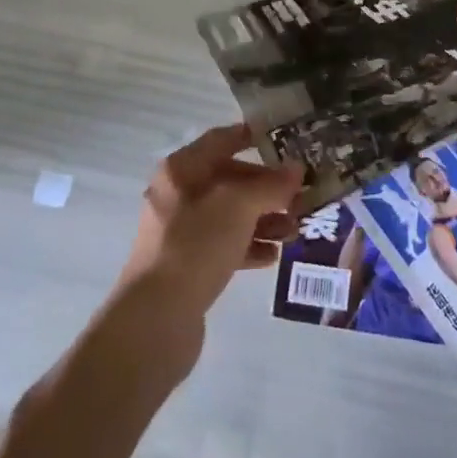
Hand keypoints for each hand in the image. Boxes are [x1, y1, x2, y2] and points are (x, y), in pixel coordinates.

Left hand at [116, 124, 303, 327]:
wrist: (155, 321)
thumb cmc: (196, 245)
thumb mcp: (239, 206)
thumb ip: (270, 185)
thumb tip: (297, 170)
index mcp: (182, 169)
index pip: (221, 140)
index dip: (251, 136)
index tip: (283, 139)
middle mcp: (179, 195)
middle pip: (229, 180)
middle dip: (266, 187)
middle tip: (301, 194)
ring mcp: (181, 233)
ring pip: (230, 215)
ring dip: (264, 219)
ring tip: (295, 230)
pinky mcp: (188, 267)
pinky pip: (225, 246)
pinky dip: (249, 246)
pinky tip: (273, 256)